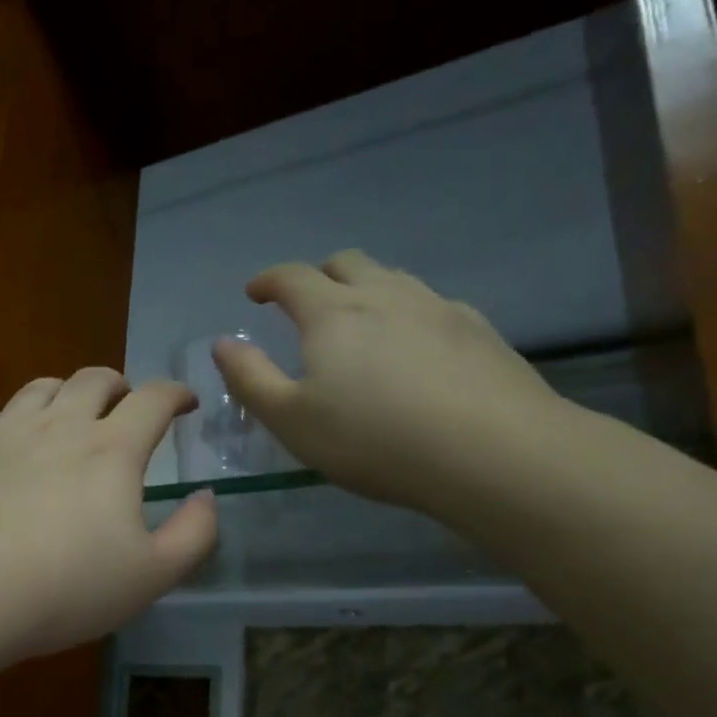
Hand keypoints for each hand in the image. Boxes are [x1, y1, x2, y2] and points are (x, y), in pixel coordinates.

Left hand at [0, 368, 218, 659]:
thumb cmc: (64, 590)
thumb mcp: (151, 576)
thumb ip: (193, 534)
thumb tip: (206, 497)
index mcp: (111, 450)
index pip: (153, 399)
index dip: (176, 393)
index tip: (185, 402)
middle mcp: (58, 425)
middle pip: (94, 379)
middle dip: (119, 386)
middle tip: (125, 407)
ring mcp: (3, 432)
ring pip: (40, 388)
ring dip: (64, 394)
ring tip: (68, 416)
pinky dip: (5, 419)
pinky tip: (4, 440)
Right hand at [212, 250, 569, 510]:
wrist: (492, 452)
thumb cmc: (373, 440)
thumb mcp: (291, 420)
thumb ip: (250, 378)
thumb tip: (223, 343)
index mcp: (332, 313)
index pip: (291, 277)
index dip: (268, 280)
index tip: (254, 293)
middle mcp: (384, 295)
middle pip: (346, 263)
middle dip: (318, 276)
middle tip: (305, 303)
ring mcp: (437, 307)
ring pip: (392, 279)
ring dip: (365, 289)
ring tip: (358, 323)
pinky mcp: (477, 330)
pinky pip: (430, 305)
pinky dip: (406, 313)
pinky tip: (413, 349)